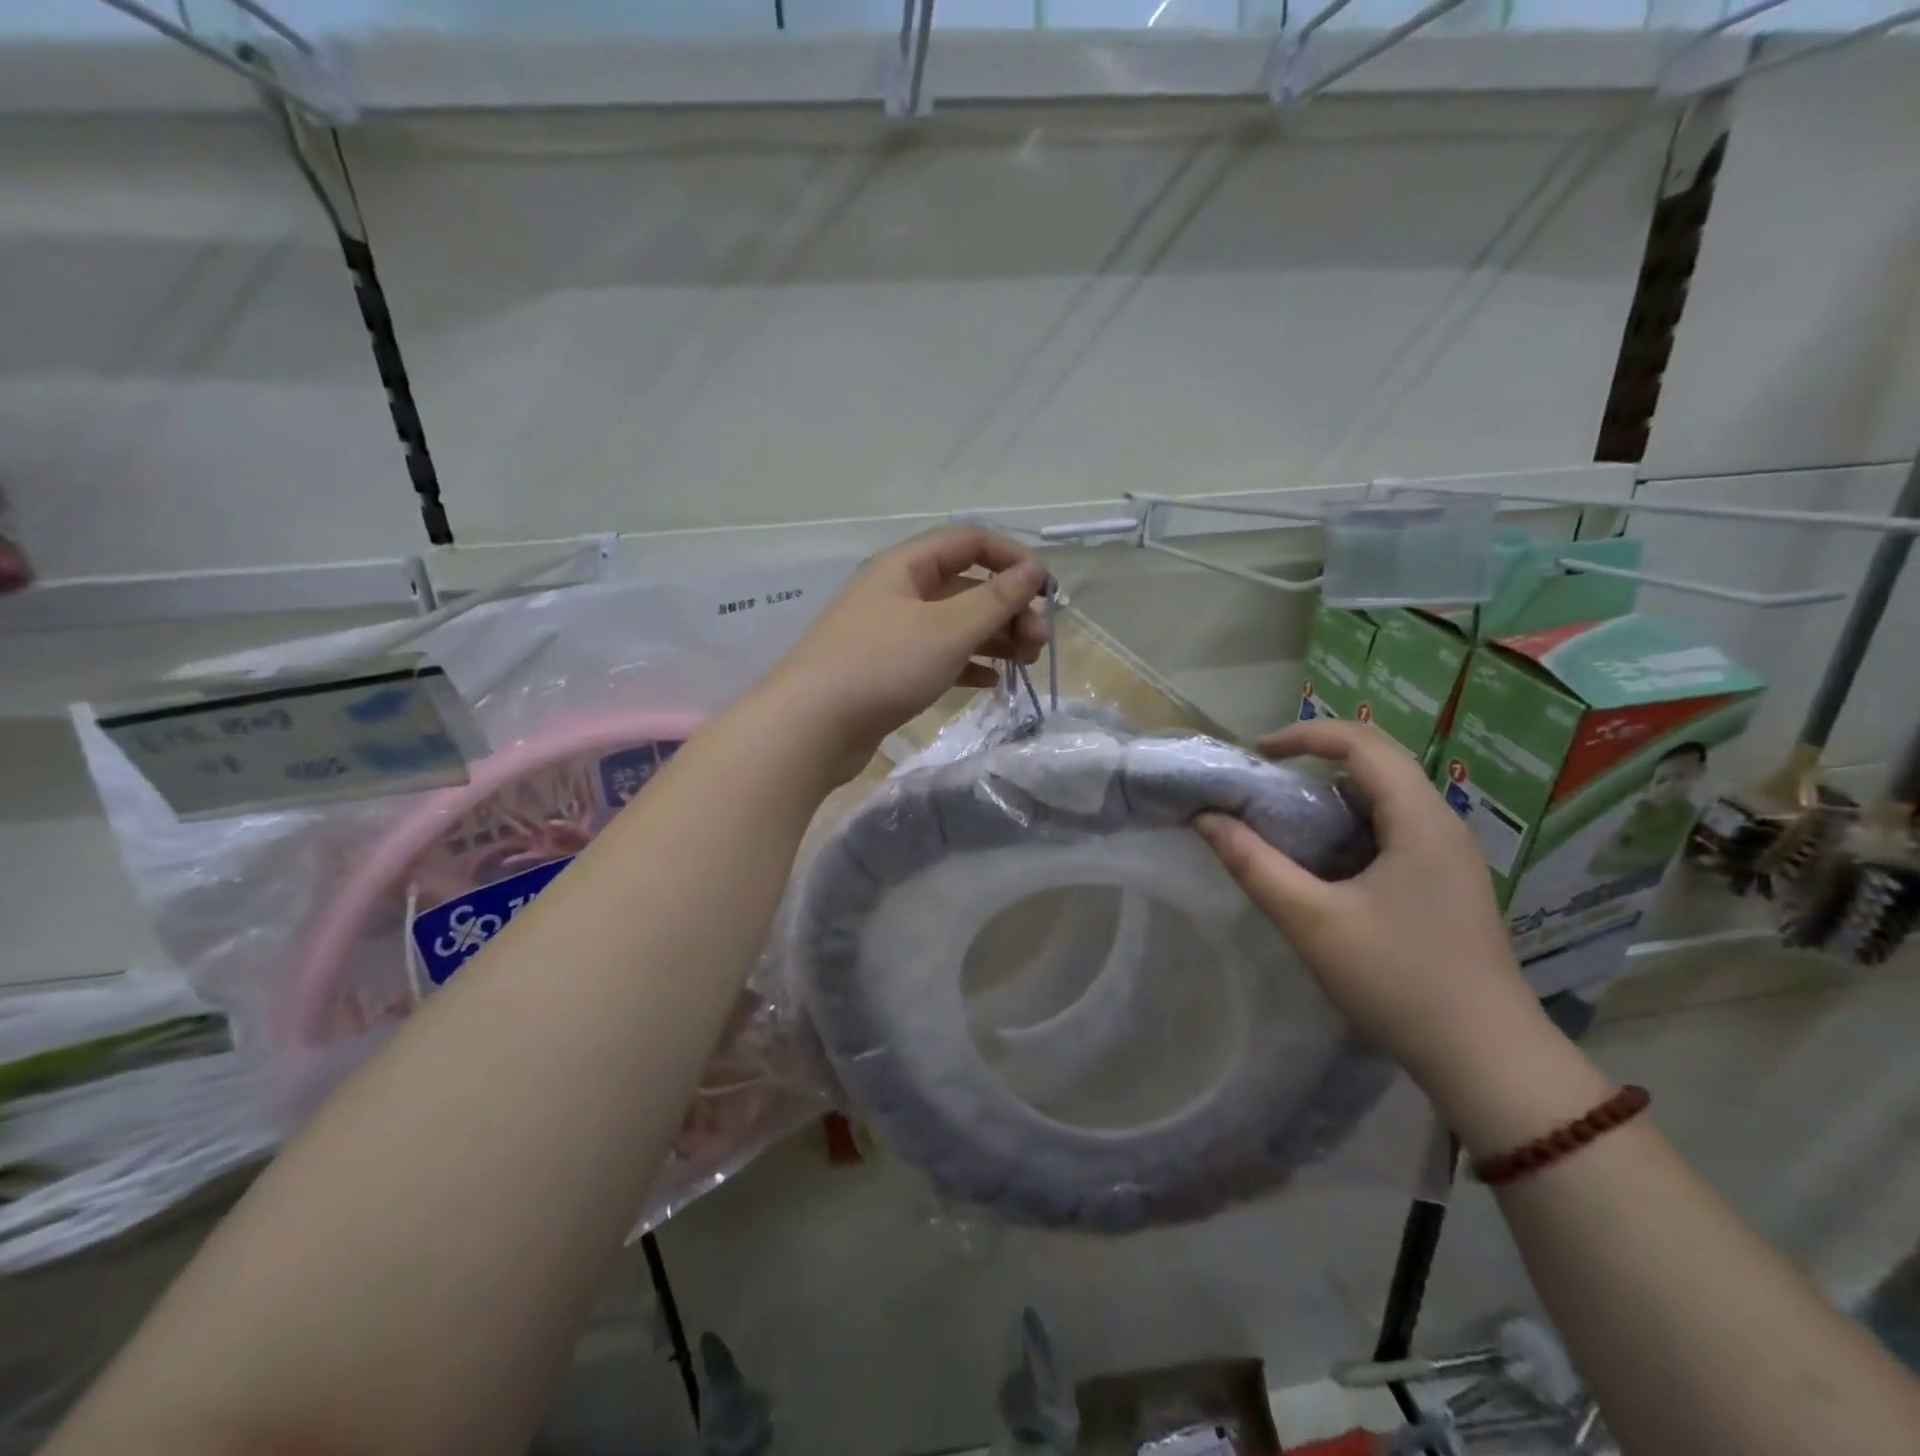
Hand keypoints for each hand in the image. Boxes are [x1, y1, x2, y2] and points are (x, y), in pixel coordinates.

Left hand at [760, 526, 1048, 781]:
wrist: (811, 727)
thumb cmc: (882, 666)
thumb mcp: (948, 629)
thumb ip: (995, 600)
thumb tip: (1033, 572)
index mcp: (905, 566)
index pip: (969, 542)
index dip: (1011, 558)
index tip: (1046, 591)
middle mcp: (897, 592)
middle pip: (965, 585)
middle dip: (1008, 608)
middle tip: (1039, 642)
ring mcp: (890, 632)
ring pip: (954, 623)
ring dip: (993, 637)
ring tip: (1025, 663)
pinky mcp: (887, 669)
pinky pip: (937, 656)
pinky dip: (967, 664)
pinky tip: (991, 682)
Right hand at [1195, 720, 1540, 1085]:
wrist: (1489, 1061)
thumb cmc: (1398, 981)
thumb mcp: (1311, 921)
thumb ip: (1254, 864)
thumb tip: (1207, 819)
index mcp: (1419, 820)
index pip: (1362, 743)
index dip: (1305, 735)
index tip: (1255, 754)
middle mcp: (1442, 825)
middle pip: (1377, 763)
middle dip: (1315, 762)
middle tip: (1264, 787)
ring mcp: (1450, 856)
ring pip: (1386, 798)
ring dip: (1332, 797)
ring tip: (1286, 823)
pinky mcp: (1448, 884)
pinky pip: (1395, 830)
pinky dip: (1351, 827)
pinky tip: (1325, 866)